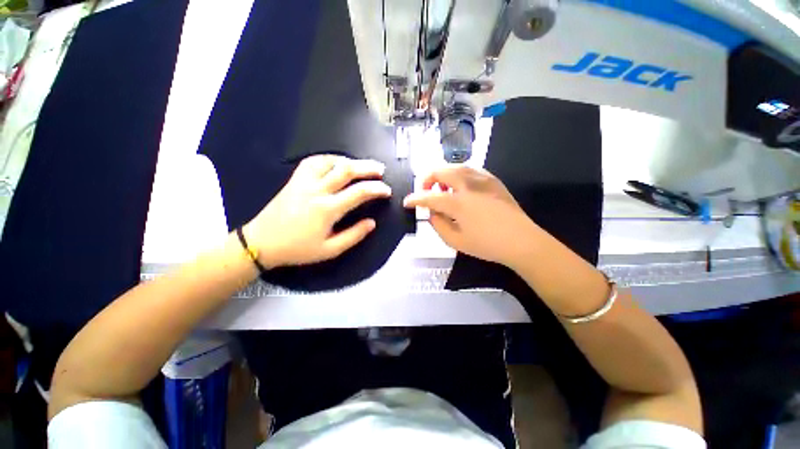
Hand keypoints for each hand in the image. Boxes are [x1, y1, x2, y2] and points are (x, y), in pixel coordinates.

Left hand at [244, 155, 390, 267]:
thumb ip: (353, 235)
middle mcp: (317, 190)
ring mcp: (304, 182)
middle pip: (346, 170)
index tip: (387, 191)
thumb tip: (372, 223)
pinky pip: (313, 161)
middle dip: (367, 168)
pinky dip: (328, 158)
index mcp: (327, 209)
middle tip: (380, 170)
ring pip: (329, 161)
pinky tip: (336, 162)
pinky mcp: (295, 180)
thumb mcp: (329, 250)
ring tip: (361, 165)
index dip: (377, 189)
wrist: (262, 243)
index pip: (359, 193)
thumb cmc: (298, 249)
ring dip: (349, 160)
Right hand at [403, 166, 535, 265]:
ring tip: (442, 189)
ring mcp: (483, 180)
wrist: (521, 240)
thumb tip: (431, 213)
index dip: (415, 199)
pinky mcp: (493, 180)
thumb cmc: (487, 245)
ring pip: (455, 166)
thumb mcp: (455, 241)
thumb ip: (438, 225)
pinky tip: (459, 187)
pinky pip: (470, 169)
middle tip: (425, 190)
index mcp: (458, 203)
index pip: (429, 197)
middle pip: (441, 171)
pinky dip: (458, 174)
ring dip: (443, 175)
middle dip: (427, 178)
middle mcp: (468, 185)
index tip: (407, 202)